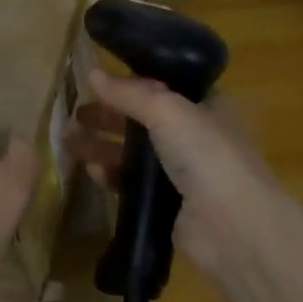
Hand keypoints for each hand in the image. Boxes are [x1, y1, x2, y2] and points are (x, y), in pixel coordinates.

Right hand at [65, 71, 302, 277]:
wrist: (233, 228)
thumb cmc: (207, 155)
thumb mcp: (167, 111)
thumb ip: (129, 93)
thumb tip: (93, 74)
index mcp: (207, 106)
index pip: (165, 86)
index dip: (133, 82)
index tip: (100, 81)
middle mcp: (197, 135)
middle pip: (144, 119)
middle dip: (109, 116)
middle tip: (77, 114)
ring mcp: (183, 172)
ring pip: (135, 153)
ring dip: (103, 146)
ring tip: (69, 143)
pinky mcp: (169, 204)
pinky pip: (134, 184)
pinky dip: (113, 176)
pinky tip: (93, 173)